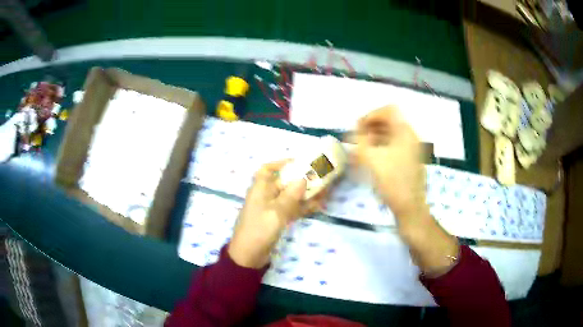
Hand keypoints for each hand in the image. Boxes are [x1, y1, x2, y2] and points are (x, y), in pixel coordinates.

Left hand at [228, 160, 325, 268]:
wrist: (249, 256)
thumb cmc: (259, 230)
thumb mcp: (275, 212)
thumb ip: (290, 196)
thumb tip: (303, 179)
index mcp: (260, 189)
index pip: (267, 169)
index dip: (280, 163)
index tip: (298, 162)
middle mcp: (266, 196)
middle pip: (284, 182)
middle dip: (301, 179)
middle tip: (320, 176)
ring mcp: (273, 209)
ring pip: (291, 196)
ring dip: (306, 193)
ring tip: (324, 189)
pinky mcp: (278, 220)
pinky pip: (293, 209)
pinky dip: (304, 206)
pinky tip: (319, 204)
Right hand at [354, 106, 428, 227]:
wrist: (409, 207)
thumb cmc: (392, 182)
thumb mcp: (372, 159)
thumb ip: (360, 141)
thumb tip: (352, 132)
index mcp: (405, 132)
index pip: (389, 110)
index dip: (371, 115)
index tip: (358, 127)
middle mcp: (410, 136)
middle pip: (389, 121)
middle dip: (370, 126)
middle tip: (356, 137)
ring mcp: (411, 148)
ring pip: (391, 134)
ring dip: (374, 136)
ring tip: (360, 148)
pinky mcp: (408, 160)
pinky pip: (393, 145)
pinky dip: (380, 146)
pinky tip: (369, 157)